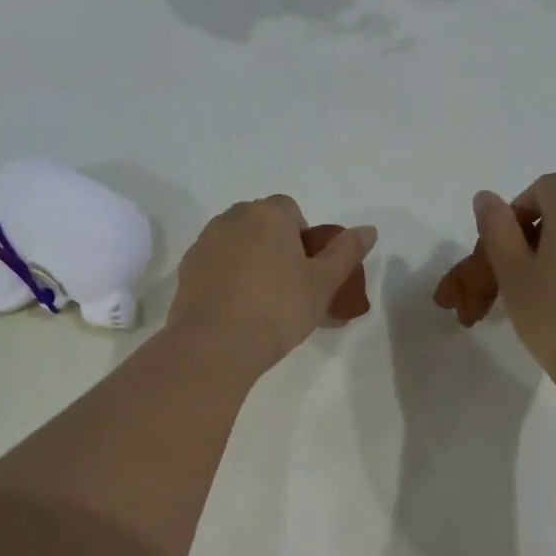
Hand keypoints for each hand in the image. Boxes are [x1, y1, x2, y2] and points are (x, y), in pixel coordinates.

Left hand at [167, 196, 376, 369]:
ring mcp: (205, 243)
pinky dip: (227, 279)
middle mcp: (232, 218)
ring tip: (261, 302)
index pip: (291, 210)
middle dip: (275, 246)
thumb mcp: (323, 283)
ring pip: (236, 244)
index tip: (307, 271)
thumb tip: (368, 230)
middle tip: (288, 287)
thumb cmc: (278, 309)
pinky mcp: (186, 270)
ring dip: (250, 262)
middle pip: (261, 224)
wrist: (216, 344)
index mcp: (268, 214)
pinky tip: (237, 310)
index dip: (303, 239)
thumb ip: (346, 252)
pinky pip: (215, 265)